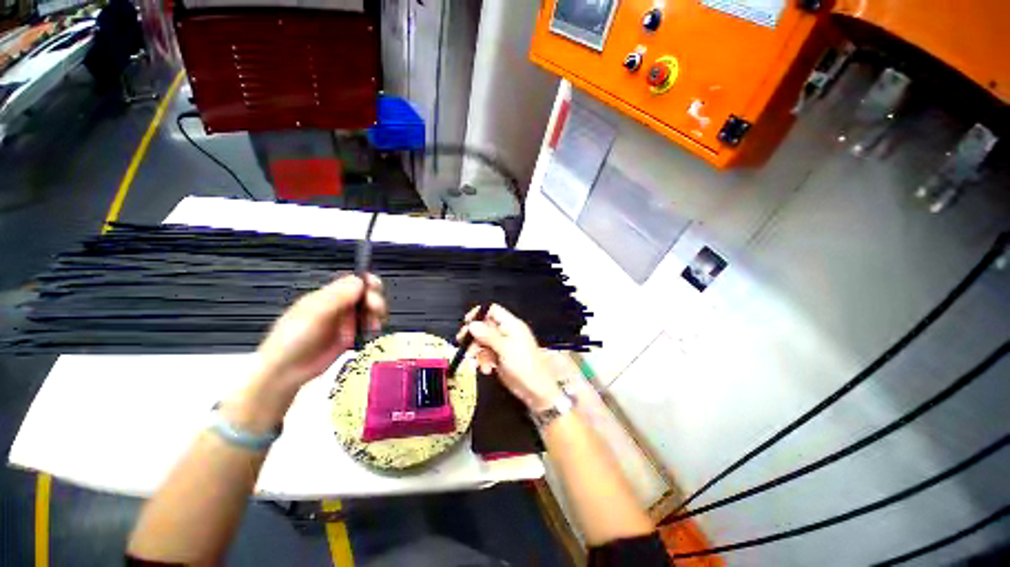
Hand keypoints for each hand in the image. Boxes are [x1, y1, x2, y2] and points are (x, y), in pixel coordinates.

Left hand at [257, 273, 386, 388]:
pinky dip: (375, 326)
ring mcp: (347, 321)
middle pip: (366, 294)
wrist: (286, 372)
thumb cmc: (293, 340)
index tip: (374, 288)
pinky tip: (372, 331)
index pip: (353, 281)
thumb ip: (337, 298)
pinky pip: (369, 325)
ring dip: (377, 314)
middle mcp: (340, 305)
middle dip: (375, 299)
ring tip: (373, 325)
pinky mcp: (352, 335)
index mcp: (328, 296)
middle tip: (375, 310)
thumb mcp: (313, 315)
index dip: (367, 282)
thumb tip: (360, 280)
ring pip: (371, 309)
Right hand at [458, 304, 562, 411]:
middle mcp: (507, 332)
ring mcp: (503, 345)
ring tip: (479, 363)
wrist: (535, 391)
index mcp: (512, 325)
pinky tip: (486, 369)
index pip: (493, 310)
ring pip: (483, 342)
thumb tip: (472, 324)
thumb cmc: (525, 367)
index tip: (467, 323)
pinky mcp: (500, 357)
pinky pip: (486, 354)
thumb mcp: (505, 349)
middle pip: (485, 327)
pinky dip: (483, 360)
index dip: (479, 314)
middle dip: (474, 337)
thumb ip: (488, 336)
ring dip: (478, 352)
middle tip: (463, 345)